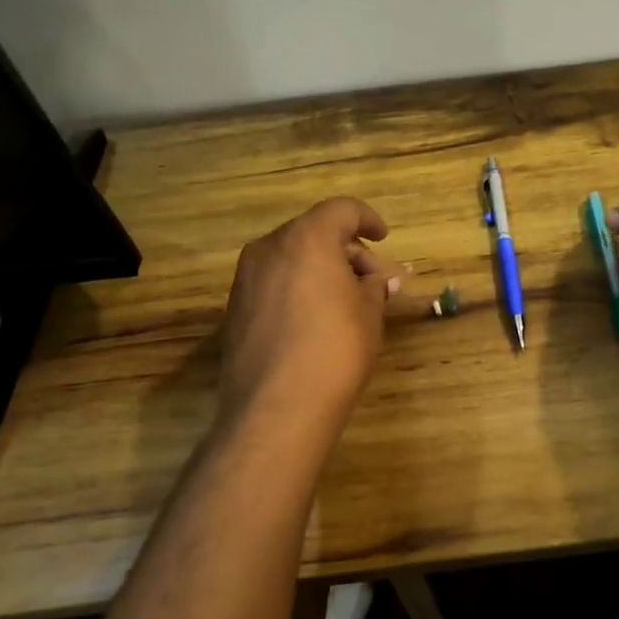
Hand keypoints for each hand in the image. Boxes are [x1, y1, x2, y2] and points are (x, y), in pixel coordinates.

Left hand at [217, 197, 398, 432]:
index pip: (341, 210)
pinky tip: (316, 318)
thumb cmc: (335, 349)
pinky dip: (298, 287)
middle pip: (314, 233)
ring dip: (321, 269)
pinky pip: (274, 282)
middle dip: (347, 251)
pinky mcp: (235, 308)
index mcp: (307, 239)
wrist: (277, 407)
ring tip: (348, 301)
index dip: (367, 220)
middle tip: (374, 282)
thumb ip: (374, 287)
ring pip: (291, 257)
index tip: (383, 238)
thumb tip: (378, 281)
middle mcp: (269, 248)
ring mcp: (246, 278)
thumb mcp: (369, 314)